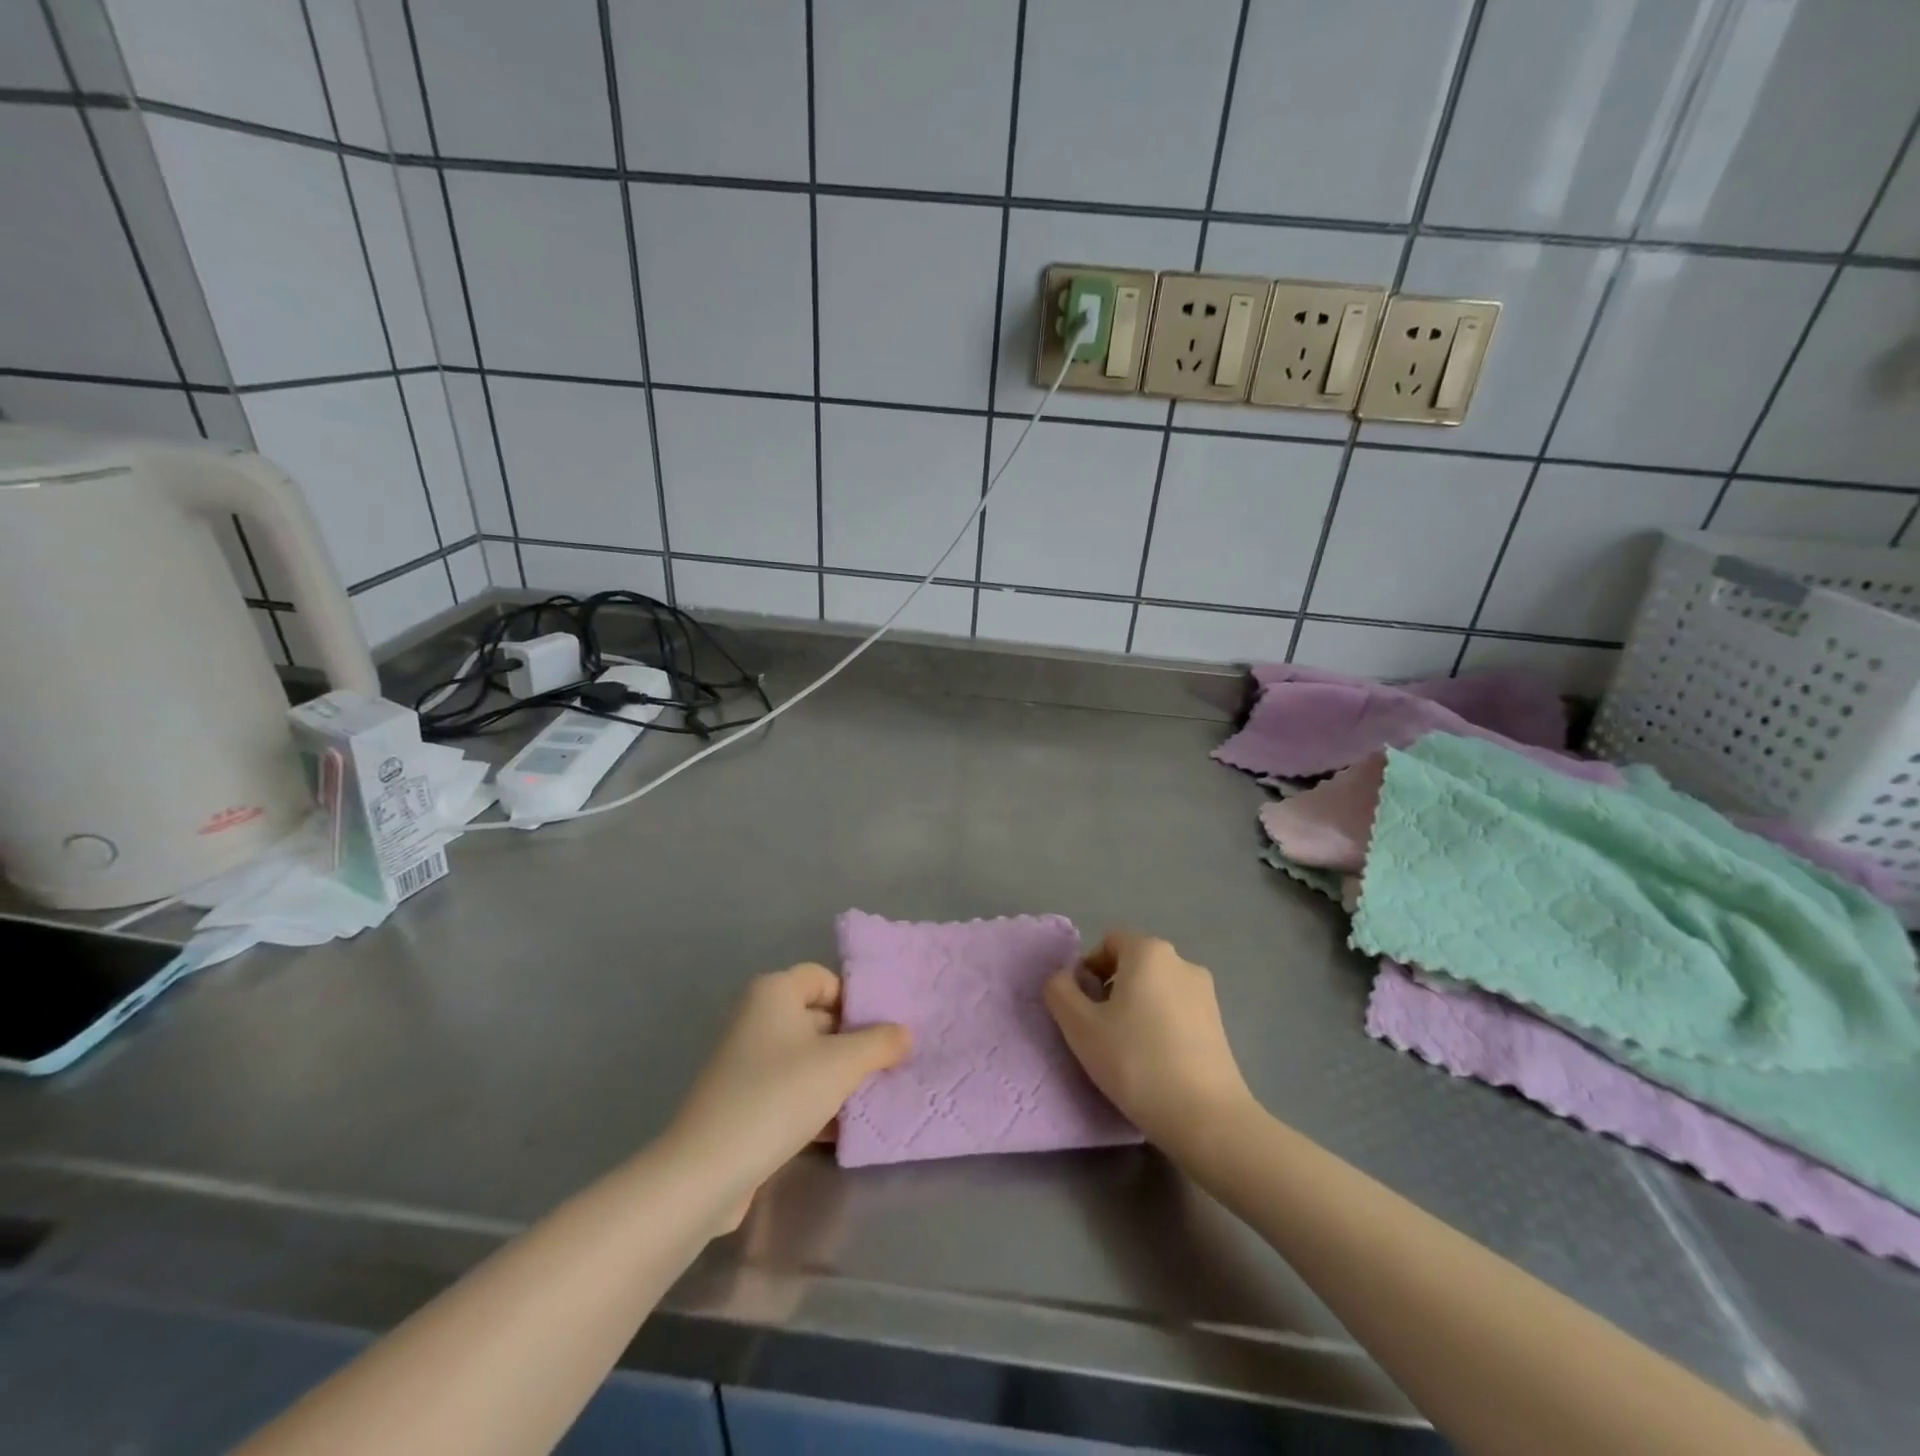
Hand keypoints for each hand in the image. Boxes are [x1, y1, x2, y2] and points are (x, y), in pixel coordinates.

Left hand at [666, 964, 909, 1225]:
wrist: (707, 1170)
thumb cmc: (779, 1096)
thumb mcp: (842, 1065)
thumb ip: (879, 1044)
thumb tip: (904, 1033)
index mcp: (774, 992)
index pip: (824, 978)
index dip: (855, 999)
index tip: (882, 1030)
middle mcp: (756, 1018)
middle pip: (817, 1018)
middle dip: (852, 1042)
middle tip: (887, 1066)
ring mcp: (746, 1061)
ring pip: (806, 1058)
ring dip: (837, 1077)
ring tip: (871, 1099)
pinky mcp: (742, 1101)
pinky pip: (789, 1089)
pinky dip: (815, 1102)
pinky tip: (840, 1130)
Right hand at [1045, 932, 1253, 1151]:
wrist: (1206, 1117)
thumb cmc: (1136, 1062)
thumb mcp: (1080, 1027)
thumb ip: (1060, 992)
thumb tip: (1064, 979)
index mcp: (1148, 951)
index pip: (1108, 942)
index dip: (1088, 969)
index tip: (1082, 1008)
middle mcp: (1181, 961)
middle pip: (1133, 963)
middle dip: (1111, 988)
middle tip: (1099, 1030)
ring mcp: (1205, 992)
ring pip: (1156, 987)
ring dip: (1136, 1007)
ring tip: (1128, 1049)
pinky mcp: (1219, 1022)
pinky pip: (1177, 1009)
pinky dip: (1160, 1023)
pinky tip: (1156, 1060)